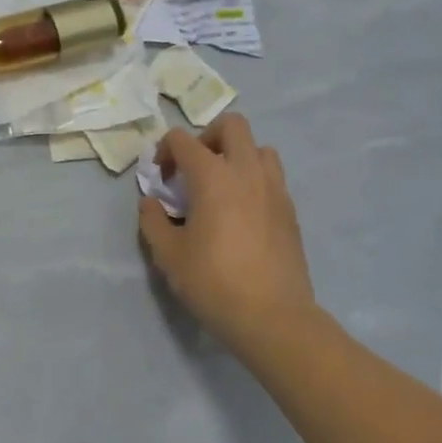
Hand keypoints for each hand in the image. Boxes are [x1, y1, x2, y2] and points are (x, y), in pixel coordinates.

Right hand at [137, 115, 338, 369]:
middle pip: (232, 125)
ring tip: (222, 187)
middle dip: (207, 137)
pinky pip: (272, 177)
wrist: (273, 317)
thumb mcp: (168, 254)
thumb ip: (153, 220)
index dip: (165, 150)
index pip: (183, 139)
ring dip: (237, 156)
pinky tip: (241, 213)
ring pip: (259, 148)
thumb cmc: (213, 282)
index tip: (160, 177)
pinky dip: (254, 181)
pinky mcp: (290, 211)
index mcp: (213, 176)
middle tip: (194, 168)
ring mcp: (274, 189)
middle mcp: (247, 172)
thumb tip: (151, 202)